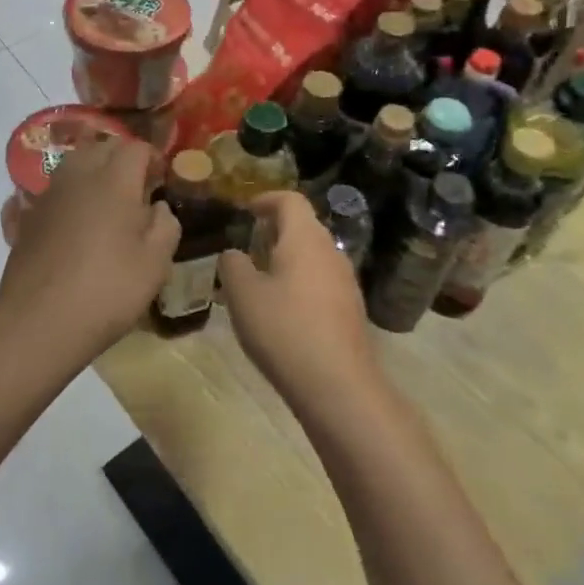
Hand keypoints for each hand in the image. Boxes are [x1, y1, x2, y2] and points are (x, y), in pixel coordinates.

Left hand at [0, 136, 179, 373]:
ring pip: (73, 164)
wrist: (39, 320)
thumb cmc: (108, 289)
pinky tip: (72, 215)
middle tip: (137, 186)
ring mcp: (47, 195)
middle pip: (101, 148)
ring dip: (93, 171)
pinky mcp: (27, 217)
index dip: (152, 158)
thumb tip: (158, 206)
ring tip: (106, 199)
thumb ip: (165, 225)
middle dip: (122, 158)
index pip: (135, 148)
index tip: (162, 179)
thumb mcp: (155, 263)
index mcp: (113, 181)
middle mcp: (77, 177)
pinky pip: (52, 190)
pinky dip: (67, 193)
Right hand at [218, 192, 378, 408]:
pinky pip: (321, 281)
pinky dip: (300, 281)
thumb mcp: (242, 295)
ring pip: (313, 255)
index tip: (244, 210)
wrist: (338, 386)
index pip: (290, 200)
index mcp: (305, 239)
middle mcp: (331, 252)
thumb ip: (232, 265)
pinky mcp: (350, 309)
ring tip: (259, 278)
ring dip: (287, 258)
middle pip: (304, 226)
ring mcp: (346, 282)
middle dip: (274, 229)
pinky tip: (282, 309)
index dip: (265, 198)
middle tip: (247, 243)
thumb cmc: (284, 329)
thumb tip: (234, 254)